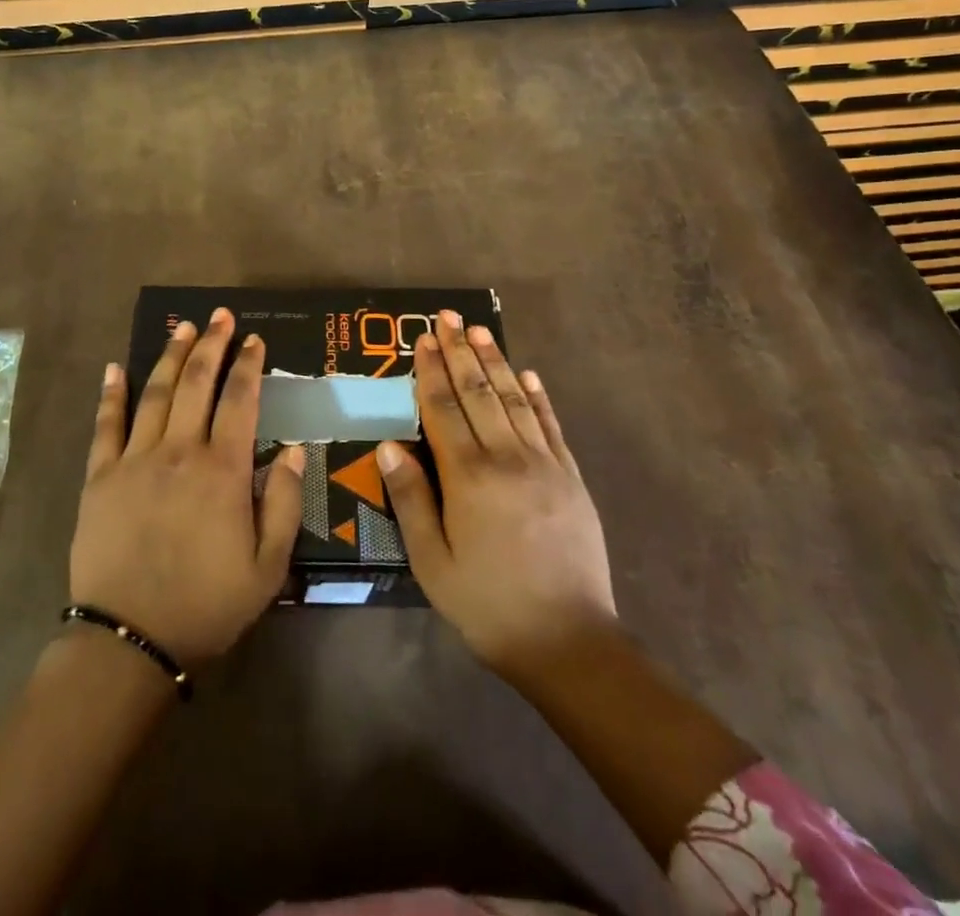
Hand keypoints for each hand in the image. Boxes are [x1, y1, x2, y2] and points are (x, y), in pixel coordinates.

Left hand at [70, 309, 305, 664]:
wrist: (130, 640)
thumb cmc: (207, 605)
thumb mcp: (268, 567)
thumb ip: (286, 504)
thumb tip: (297, 451)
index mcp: (223, 470)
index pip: (240, 401)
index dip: (249, 366)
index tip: (255, 340)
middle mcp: (180, 451)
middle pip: (197, 383)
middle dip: (212, 345)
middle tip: (221, 316)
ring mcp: (135, 460)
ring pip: (155, 393)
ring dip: (170, 356)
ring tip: (183, 327)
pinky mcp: (100, 476)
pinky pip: (106, 425)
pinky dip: (111, 394)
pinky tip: (114, 368)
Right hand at [375, 311, 615, 689]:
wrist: (570, 643)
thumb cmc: (488, 605)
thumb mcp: (432, 563)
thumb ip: (410, 499)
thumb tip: (388, 444)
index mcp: (468, 476)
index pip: (443, 408)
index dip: (431, 370)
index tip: (424, 338)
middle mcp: (507, 458)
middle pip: (479, 392)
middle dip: (461, 351)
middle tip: (448, 316)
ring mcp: (545, 464)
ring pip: (515, 400)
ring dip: (496, 362)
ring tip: (480, 331)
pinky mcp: (571, 478)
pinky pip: (551, 426)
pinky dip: (538, 397)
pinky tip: (528, 375)